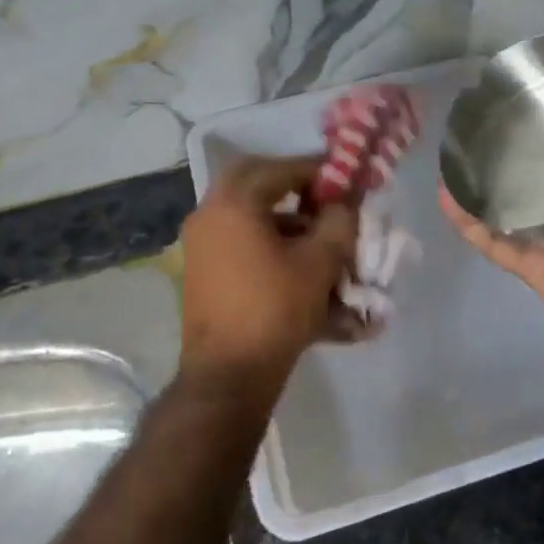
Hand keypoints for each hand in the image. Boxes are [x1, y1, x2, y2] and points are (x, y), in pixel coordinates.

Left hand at [179, 154, 357, 395]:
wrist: (228, 374)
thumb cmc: (275, 310)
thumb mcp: (319, 263)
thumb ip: (338, 223)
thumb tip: (343, 204)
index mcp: (234, 204)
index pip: (279, 169)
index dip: (315, 170)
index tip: (342, 179)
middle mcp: (209, 215)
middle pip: (253, 180)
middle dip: (290, 183)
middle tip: (321, 195)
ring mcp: (200, 244)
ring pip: (245, 212)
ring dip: (281, 216)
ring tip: (317, 235)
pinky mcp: (202, 271)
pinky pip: (238, 241)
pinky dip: (267, 241)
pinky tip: (298, 263)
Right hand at [439, 69, 543, 399]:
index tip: (542, 83)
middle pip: (538, 168)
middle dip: (515, 143)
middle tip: (486, 110)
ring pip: (507, 200)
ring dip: (481, 178)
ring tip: (455, 147)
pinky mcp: (530, 263)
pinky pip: (493, 239)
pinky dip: (467, 221)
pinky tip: (446, 195)